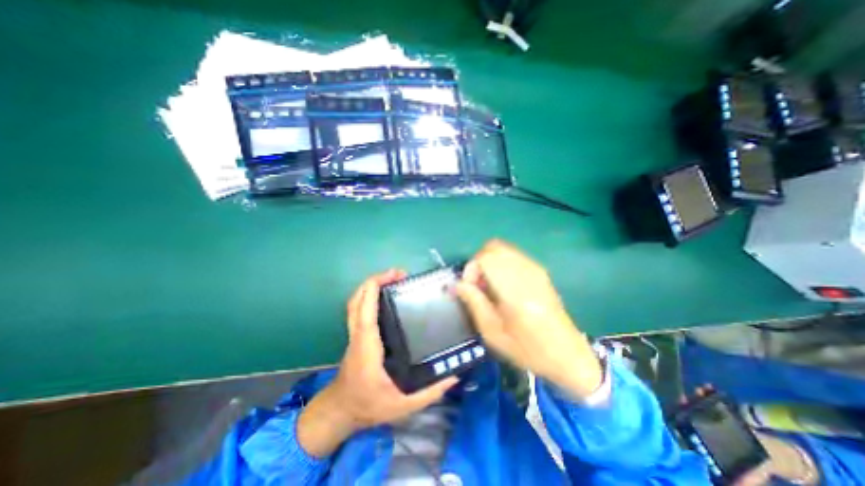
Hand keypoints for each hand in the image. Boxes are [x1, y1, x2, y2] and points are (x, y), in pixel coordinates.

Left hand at [299, 271, 458, 456]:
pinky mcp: (356, 335)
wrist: (340, 411)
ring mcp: (354, 334)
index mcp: (367, 347)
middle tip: (398, 274)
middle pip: (357, 300)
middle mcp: (358, 336)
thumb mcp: (402, 406)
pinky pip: (358, 309)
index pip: (366, 311)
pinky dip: (368, 295)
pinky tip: (384, 295)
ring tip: (392, 279)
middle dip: (374, 281)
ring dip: (370, 286)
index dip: (375, 289)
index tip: (394, 277)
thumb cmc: (368, 406)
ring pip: (355, 302)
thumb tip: (453, 377)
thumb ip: (429, 393)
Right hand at [453, 240, 603, 398]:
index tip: (469, 288)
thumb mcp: (493, 333)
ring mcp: (536, 269)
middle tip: (476, 285)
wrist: (567, 354)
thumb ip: (474, 303)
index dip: (471, 268)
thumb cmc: (528, 350)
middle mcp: (527, 272)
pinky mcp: (539, 271)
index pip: (486, 257)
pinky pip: (512, 255)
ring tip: (488, 286)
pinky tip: (502, 285)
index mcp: (516, 291)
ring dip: (488, 262)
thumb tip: (456, 284)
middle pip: (493, 247)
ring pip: (502, 249)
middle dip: (478, 262)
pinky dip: (499, 263)